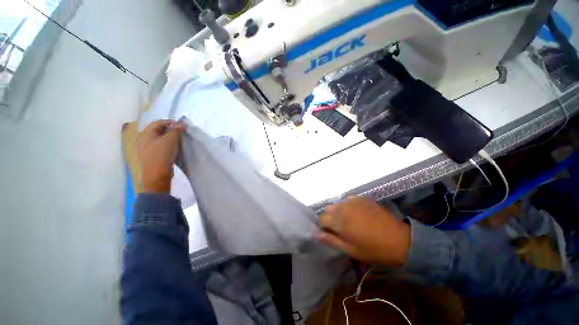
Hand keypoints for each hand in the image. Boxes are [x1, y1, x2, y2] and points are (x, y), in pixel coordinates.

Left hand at [138, 120, 185, 193]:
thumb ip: (176, 130)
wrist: (157, 175)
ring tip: (180, 140)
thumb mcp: (170, 140)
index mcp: (146, 133)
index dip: (170, 122)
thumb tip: (182, 124)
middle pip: (159, 130)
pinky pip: (162, 147)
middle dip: (171, 130)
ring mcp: (148, 149)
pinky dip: (169, 145)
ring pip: (161, 139)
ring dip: (171, 138)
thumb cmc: (162, 154)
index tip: (181, 126)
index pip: (159, 122)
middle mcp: (145, 139)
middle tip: (182, 133)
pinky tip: (175, 149)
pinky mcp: (153, 156)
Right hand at [318, 196, 410, 266]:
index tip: (332, 233)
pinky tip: (358, 212)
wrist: (399, 240)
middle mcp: (344, 207)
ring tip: (350, 220)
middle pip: (328, 209)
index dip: (325, 226)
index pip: (322, 218)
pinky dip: (349, 205)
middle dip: (331, 217)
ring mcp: (354, 201)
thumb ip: (331, 240)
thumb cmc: (373, 249)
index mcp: (340, 221)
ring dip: (339, 211)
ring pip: (338, 203)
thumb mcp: (351, 250)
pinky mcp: (363, 198)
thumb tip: (316, 234)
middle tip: (341, 228)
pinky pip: (349, 199)